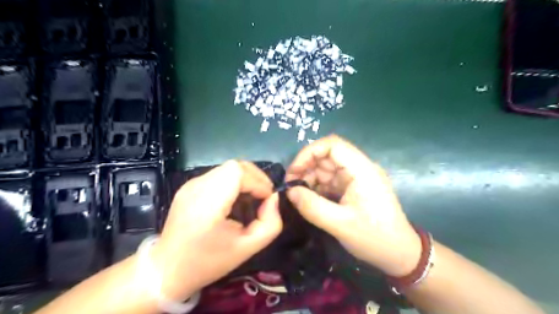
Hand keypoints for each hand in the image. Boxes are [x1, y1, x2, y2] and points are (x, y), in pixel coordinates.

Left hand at [151, 160, 280, 300]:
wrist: (166, 270)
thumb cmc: (208, 262)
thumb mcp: (248, 248)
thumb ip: (270, 223)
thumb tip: (273, 199)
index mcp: (208, 203)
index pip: (238, 171)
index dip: (258, 181)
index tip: (266, 200)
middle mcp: (197, 187)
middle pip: (235, 166)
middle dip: (255, 178)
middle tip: (263, 197)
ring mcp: (190, 184)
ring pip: (227, 168)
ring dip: (245, 179)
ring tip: (250, 199)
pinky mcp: (189, 186)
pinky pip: (218, 175)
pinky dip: (233, 182)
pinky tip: (234, 200)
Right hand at [285, 134, 421, 276]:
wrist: (400, 254)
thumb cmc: (375, 238)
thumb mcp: (340, 224)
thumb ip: (312, 206)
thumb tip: (289, 191)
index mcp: (362, 170)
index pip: (332, 145)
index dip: (309, 153)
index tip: (294, 172)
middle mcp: (359, 168)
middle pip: (327, 156)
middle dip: (306, 168)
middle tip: (291, 187)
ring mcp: (355, 178)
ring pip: (326, 168)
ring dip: (309, 178)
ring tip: (297, 196)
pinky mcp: (352, 187)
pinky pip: (330, 180)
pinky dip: (317, 187)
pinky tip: (308, 199)